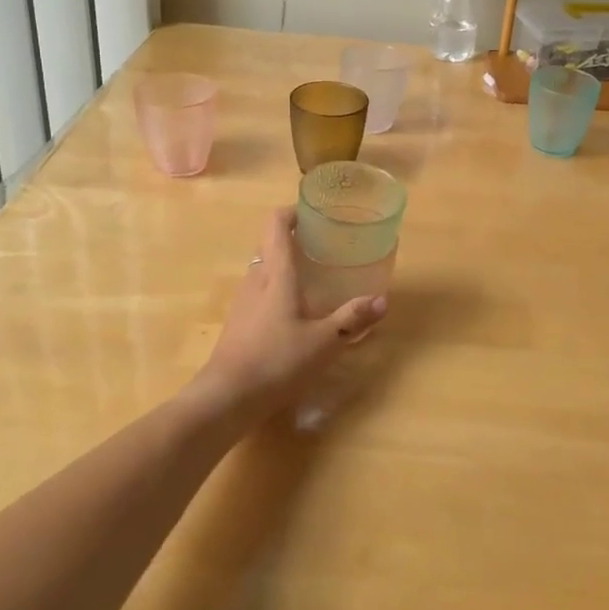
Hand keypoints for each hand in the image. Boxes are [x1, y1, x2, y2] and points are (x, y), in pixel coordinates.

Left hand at [194, 207, 387, 420]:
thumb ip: (352, 318)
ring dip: (284, 265)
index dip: (292, 212)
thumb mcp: (324, 341)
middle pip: (269, 244)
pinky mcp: (238, 323)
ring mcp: (242, 302)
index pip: (276, 224)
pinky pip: (259, 292)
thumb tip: (382, 300)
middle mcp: (256, 279)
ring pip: (263, 269)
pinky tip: (294, 311)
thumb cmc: (277, 361)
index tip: (313, 214)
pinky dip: (276, 289)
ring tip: (313, 275)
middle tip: (323, 245)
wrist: (226, 398)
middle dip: (294, 239)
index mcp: (276, 274)